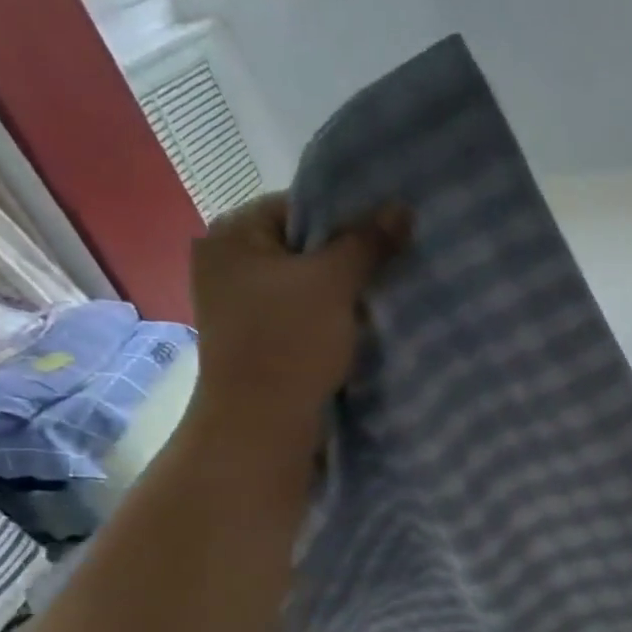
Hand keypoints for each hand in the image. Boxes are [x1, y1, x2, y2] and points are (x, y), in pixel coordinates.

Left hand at [186, 194, 409, 448]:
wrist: (262, 424)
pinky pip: (300, 316)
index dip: (346, 219)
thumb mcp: (335, 283)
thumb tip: (403, 208)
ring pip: (305, 286)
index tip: (387, 238)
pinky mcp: (257, 341)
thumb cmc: (290, 341)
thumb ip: (368, 243)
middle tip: (392, 268)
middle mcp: (228, 263)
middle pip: (303, 248)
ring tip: (381, 300)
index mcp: (233, 235)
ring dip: (342, 294)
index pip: (299, 207)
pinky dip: (328, 320)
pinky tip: (357, 329)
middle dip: (348, 260)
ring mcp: (240, 306)